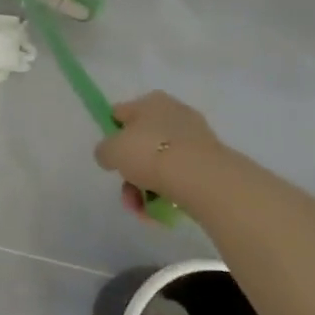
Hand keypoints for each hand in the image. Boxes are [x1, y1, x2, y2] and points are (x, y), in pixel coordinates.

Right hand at [94, 91, 225, 220]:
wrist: (201, 179)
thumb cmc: (150, 153)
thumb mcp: (112, 150)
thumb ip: (104, 151)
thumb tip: (110, 156)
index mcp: (150, 101)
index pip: (122, 114)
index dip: (113, 134)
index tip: (111, 158)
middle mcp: (174, 114)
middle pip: (142, 144)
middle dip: (131, 171)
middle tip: (127, 193)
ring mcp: (195, 139)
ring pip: (160, 165)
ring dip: (145, 189)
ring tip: (142, 211)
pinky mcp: (210, 164)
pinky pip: (180, 179)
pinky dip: (168, 195)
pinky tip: (160, 212)